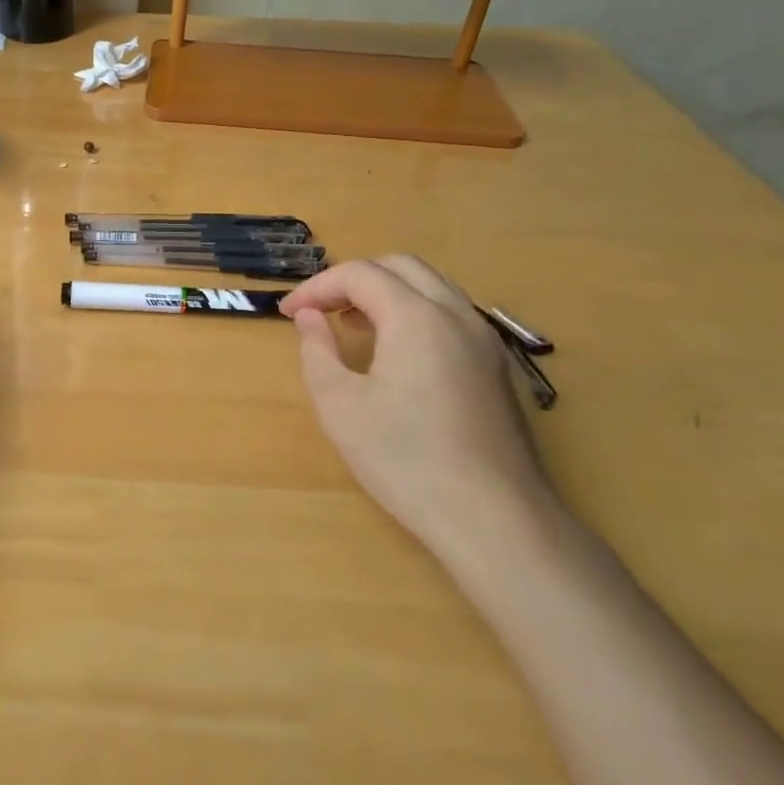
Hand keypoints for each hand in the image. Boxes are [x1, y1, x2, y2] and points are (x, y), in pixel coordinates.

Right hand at [281, 256, 556, 563]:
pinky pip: (450, 314)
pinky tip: (395, 352)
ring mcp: (484, 340)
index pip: (359, 275)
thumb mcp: (340, 405)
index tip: (287, 313)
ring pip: (431, 286)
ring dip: (386, 292)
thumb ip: (317, 350)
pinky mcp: (495, 367)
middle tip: (320, 310)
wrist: (494, 518)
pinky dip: (414, 312)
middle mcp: (456, 314)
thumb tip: (309, 317)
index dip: (317, 287)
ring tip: (353, 325)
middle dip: (353, 279)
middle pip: (401, 267)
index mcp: (417, 317)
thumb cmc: (406, 459)